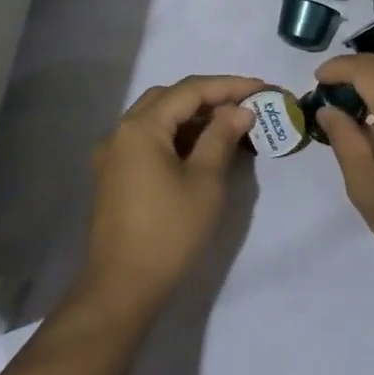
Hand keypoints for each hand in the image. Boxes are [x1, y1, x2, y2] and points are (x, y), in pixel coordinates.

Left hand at [84, 74, 265, 308]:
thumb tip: (240, 110)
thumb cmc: (168, 233)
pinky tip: (199, 147)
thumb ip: (221, 137)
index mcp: (140, 128)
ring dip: (191, 115)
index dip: (228, 86)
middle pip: (168, 98)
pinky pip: (147, 139)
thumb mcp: (204, 182)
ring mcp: (112, 154)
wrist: (121, 288)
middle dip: (208, 96)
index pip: (190, 91)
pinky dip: (175, 134)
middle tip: (244, 104)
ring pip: (156, 118)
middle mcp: (120, 132)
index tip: (261, 87)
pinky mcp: (113, 175)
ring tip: (228, 123)